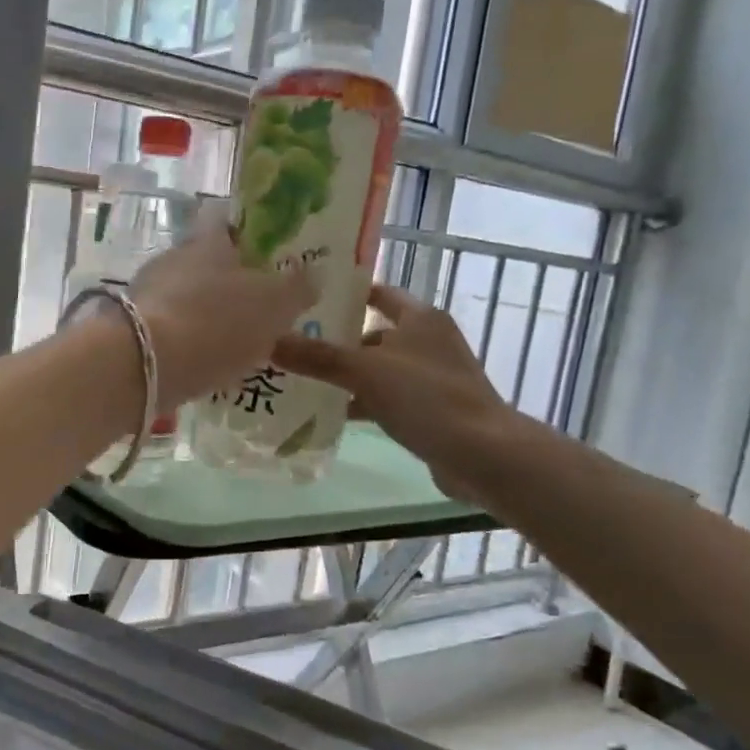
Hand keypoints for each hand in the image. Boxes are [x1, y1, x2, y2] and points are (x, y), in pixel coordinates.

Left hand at [130, 204, 315, 409]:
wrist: (144, 364)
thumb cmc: (216, 321)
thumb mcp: (273, 305)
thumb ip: (296, 288)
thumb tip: (314, 274)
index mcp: (208, 241)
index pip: (224, 219)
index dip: (245, 230)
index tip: (265, 250)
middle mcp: (173, 258)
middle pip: (204, 261)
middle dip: (228, 281)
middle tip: (256, 306)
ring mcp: (148, 293)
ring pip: (186, 296)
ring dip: (207, 314)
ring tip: (235, 343)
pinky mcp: (132, 329)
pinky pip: (170, 328)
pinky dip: (188, 341)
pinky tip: (206, 364)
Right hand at [272, 283, 519, 504]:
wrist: (482, 455)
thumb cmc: (427, 398)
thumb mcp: (366, 372)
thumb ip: (318, 357)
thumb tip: (267, 340)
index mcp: (421, 318)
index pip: (378, 293)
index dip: (345, 295)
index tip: (306, 299)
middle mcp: (428, 342)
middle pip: (372, 334)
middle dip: (336, 340)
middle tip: (291, 344)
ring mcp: (431, 378)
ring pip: (378, 369)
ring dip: (347, 375)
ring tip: (300, 379)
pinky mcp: (430, 410)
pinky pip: (386, 398)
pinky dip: (362, 402)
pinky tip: (331, 413)